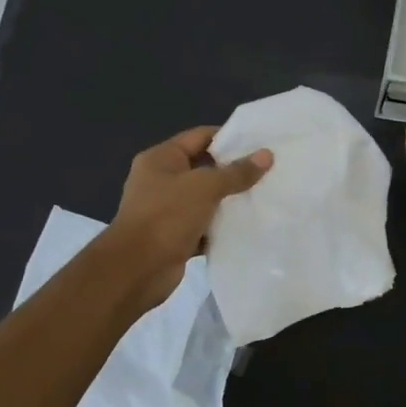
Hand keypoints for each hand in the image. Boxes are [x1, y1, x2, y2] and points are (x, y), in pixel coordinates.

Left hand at [107, 126, 271, 307]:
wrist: (137, 269)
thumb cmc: (167, 216)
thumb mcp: (205, 187)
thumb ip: (236, 172)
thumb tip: (267, 155)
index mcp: (161, 158)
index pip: (200, 136)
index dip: (229, 137)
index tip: (260, 143)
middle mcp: (161, 180)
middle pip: (204, 167)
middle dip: (234, 170)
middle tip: (269, 170)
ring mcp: (167, 210)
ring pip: (206, 198)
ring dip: (230, 200)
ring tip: (264, 195)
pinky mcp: (175, 236)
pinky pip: (204, 225)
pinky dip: (222, 226)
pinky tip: (248, 225)